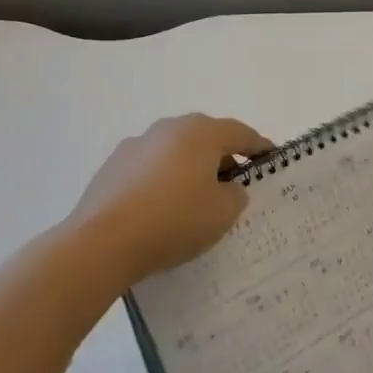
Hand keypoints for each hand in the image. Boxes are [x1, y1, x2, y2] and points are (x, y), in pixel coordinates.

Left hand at [66, 114, 272, 287]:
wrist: (101, 242)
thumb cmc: (174, 221)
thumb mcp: (223, 212)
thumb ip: (235, 194)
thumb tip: (226, 187)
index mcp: (200, 133)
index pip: (241, 133)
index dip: (259, 146)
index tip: (271, 158)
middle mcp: (167, 129)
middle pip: (206, 138)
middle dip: (223, 157)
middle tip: (235, 183)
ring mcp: (135, 146)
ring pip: (175, 152)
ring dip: (191, 168)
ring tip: (197, 199)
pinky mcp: (112, 167)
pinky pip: (150, 169)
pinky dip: (164, 181)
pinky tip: (163, 209)